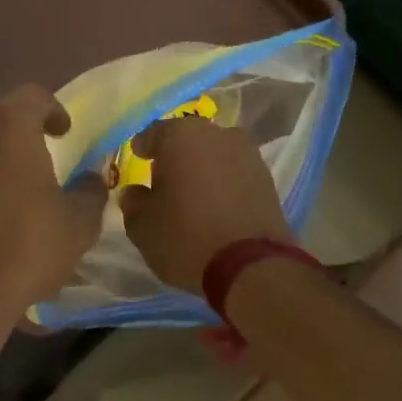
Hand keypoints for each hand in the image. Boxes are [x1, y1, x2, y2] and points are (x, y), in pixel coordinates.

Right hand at [118, 118, 291, 293]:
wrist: (252, 267)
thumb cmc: (186, 237)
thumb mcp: (143, 227)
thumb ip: (134, 203)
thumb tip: (136, 193)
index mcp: (182, 136)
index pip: (154, 133)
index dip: (143, 148)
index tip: (138, 159)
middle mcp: (218, 134)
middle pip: (188, 140)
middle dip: (175, 156)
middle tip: (163, 180)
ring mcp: (248, 154)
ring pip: (215, 155)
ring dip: (202, 169)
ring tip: (192, 195)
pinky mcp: (268, 179)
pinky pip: (234, 174)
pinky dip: (223, 184)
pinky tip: (215, 205)